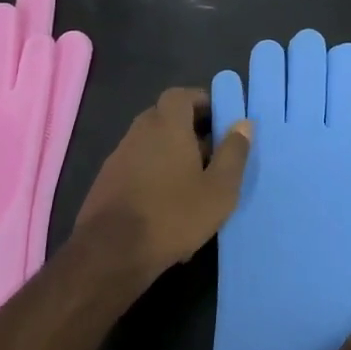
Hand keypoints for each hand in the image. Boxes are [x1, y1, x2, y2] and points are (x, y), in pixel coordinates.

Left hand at [73, 87, 251, 277]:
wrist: (111, 254)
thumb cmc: (173, 215)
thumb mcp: (219, 189)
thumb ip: (233, 153)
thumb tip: (243, 124)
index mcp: (167, 125)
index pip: (180, 95)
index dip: (201, 102)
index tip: (220, 120)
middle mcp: (139, 132)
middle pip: (165, 118)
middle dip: (189, 130)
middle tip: (212, 154)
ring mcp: (118, 157)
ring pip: (151, 144)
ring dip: (172, 155)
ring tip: (194, 185)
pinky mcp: (106, 182)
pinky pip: (138, 167)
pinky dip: (154, 175)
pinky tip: (168, 207)